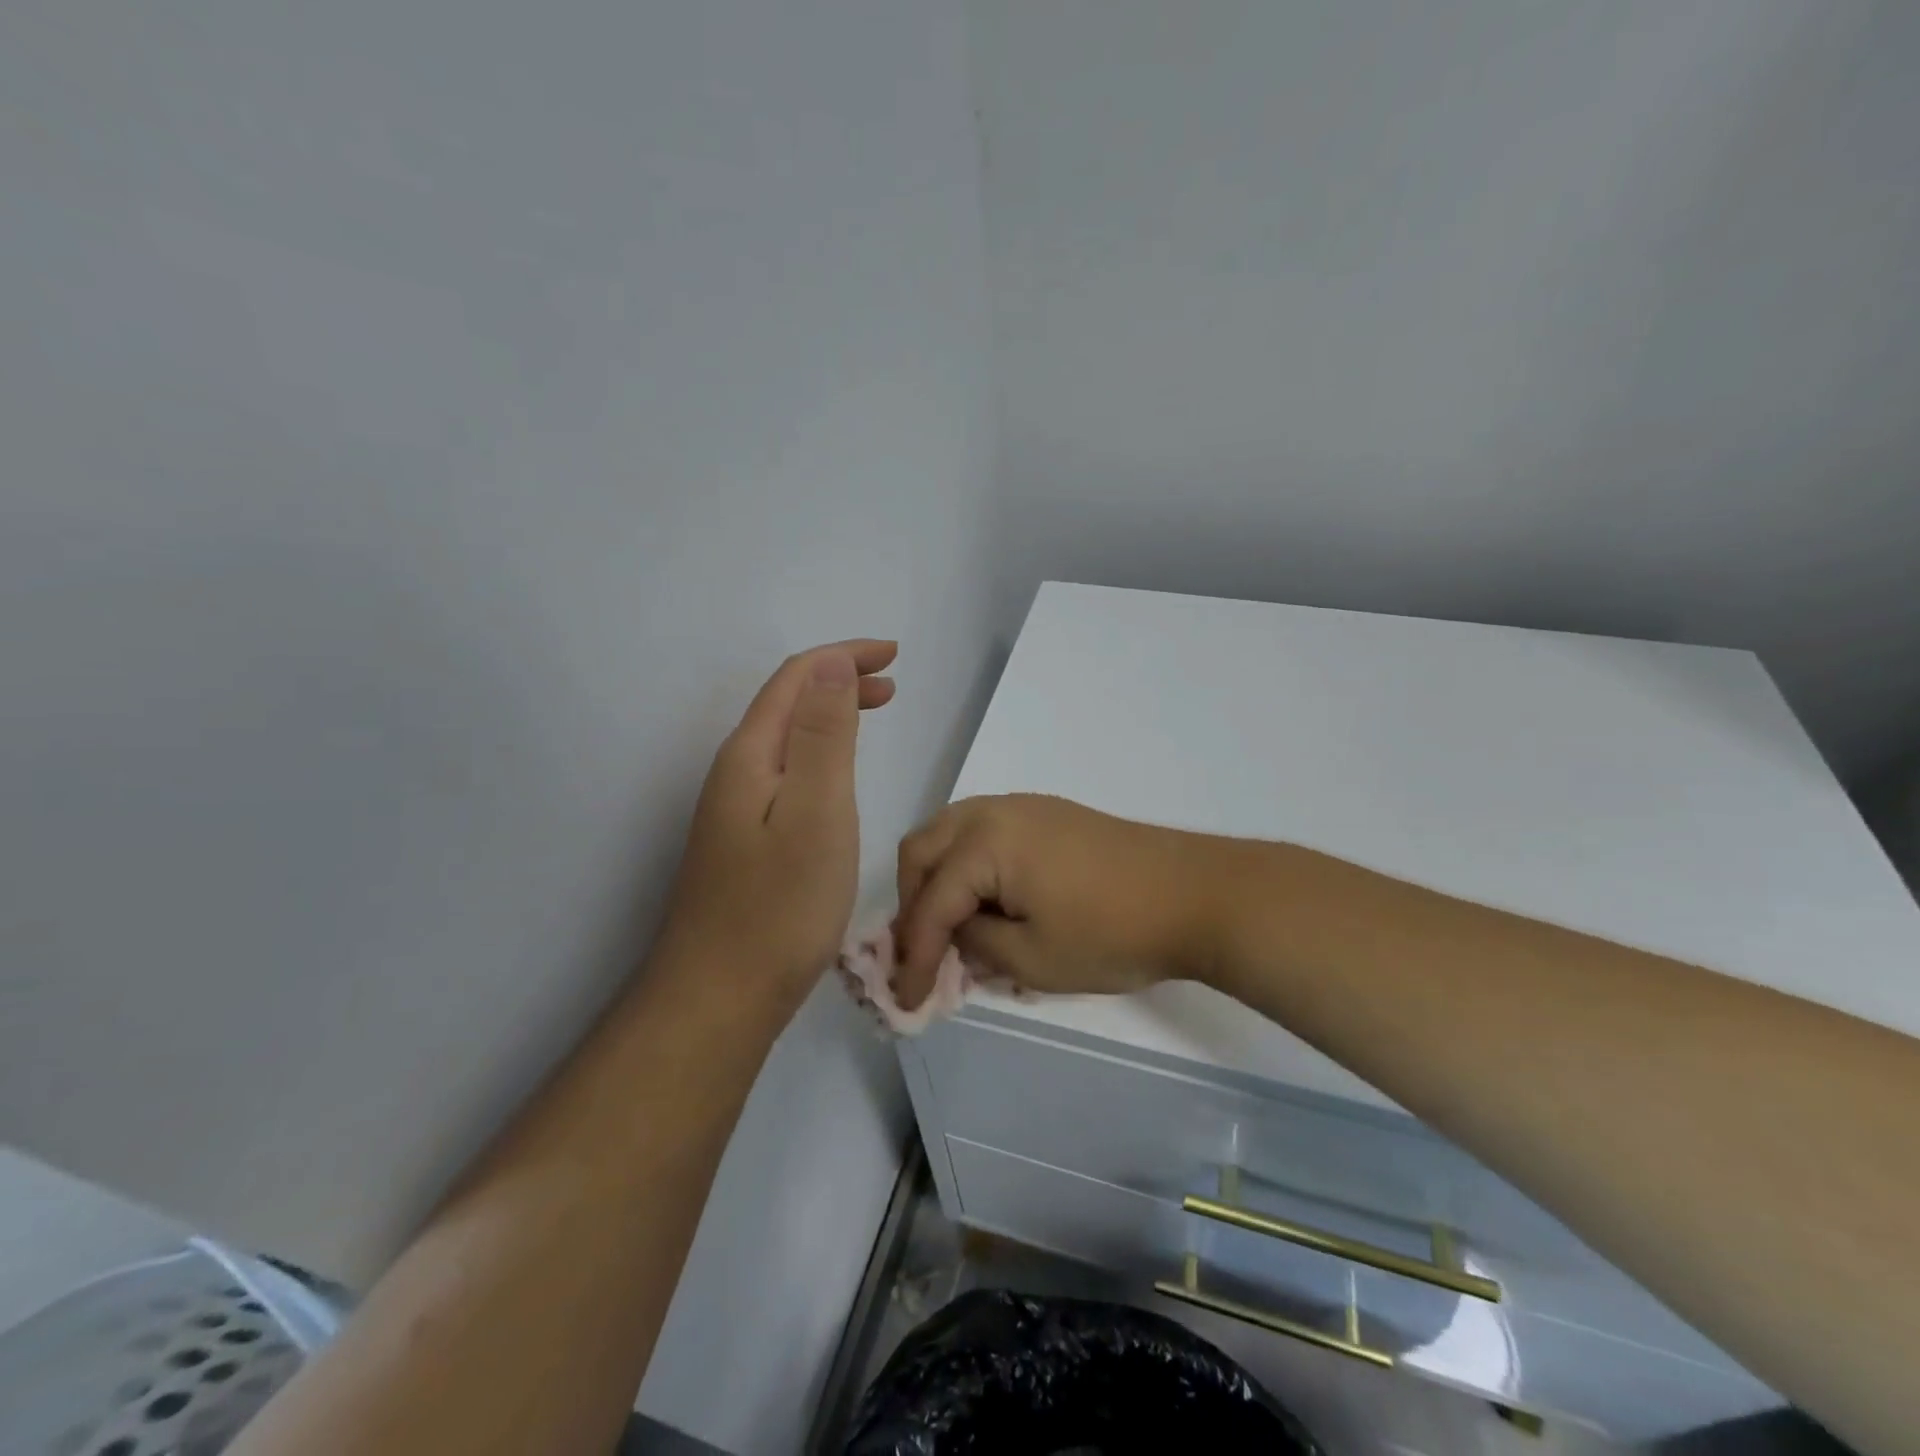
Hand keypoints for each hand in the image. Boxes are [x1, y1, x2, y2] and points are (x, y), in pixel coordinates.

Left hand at [656, 640, 896, 1017]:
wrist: (720, 996)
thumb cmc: (780, 904)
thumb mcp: (815, 810)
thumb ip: (823, 735)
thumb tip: (831, 663)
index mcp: (751, 755)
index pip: (796, 679)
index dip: (844, 657)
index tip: (893, 656)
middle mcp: (735, 772)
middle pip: (788, 704)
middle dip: (839, 681)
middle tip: (891, 683)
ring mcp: (734, 809)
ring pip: (786, 739)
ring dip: (830, 715)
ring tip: (872, 714)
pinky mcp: (743, 841)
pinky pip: (786, 773)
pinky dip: (820, 754)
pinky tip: (837, 777)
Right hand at [891, 794, 1225, 1009]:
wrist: (1195, 894)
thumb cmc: (1113, 932)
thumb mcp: (1033, 959)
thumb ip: (975, 946)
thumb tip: (955, 936)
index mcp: (984, 842)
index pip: (929, 903)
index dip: (912, 956)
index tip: (905, 1000)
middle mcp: (993, 811)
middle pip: (923, 851)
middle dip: (913, 904)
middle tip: (922, 954)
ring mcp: (1023, 807)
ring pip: (950, 834)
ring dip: (937, 879)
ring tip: (948, 927)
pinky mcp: (1047, 814)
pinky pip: (982, 831)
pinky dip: (967, 865)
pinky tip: (986, 901)